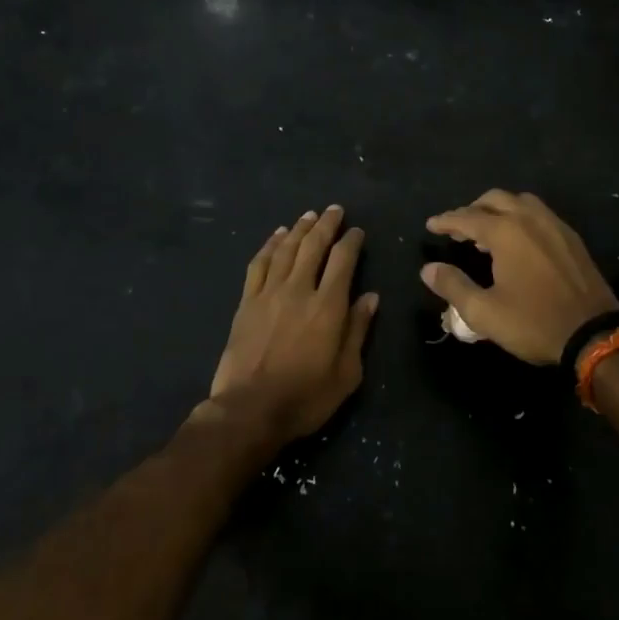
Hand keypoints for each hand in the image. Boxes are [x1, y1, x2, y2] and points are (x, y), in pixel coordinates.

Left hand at [209, 205, 377, 444]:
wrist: (250, 410)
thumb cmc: (306, 397)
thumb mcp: (346, 373)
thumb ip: (358, 330)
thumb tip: (371, 297)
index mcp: (328, 306)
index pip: (343, 260)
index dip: (351, 241)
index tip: (357, 231)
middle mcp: (299, 289)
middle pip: (313, 246)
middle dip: (326, 224)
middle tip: (335, 210)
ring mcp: (269, 293)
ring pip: (286, 249)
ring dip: (299, 228)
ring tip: (309, 215)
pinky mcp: (247, 302)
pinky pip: (259, 263)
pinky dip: (269, 245)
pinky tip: (277, 236)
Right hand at [420, 190, 617, 366]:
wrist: (593, 334)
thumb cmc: (534, 323)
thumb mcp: (484, 312)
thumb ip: (453, 286)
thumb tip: (428, 269)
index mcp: (505, 231)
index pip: (466, 217)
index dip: (446, 221)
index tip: (431, 225)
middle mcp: (529, 218)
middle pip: (494, 199)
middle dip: (472, 210)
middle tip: (458, 229)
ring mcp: (554, 224)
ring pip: (519, 201)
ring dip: (498, 209)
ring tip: (487, 232)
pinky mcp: (570, 237)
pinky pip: (539, 213)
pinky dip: (520, 217)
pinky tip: (518, 241)